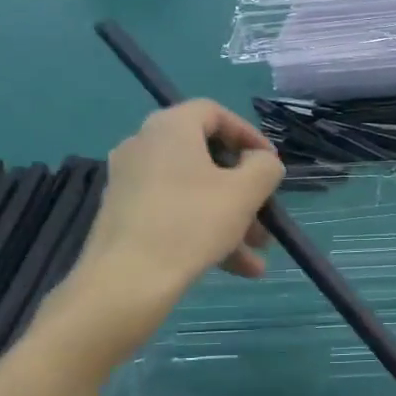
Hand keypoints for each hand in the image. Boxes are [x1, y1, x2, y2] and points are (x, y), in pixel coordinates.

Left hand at [45, 100, 282, 365]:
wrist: (126, 282)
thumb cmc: (190, 224)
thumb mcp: (244, 192)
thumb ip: (264, 167)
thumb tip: (261, 162)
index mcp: (170, 128)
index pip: (215, 113)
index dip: (249, 135)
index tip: (271, 164)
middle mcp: (144, 146)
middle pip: (206, 158)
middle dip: (244, 189)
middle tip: (267, 214)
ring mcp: (130, 182)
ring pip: (193, 191)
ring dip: (231, 217)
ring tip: (258, 253)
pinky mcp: (124, 215)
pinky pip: (175, 213)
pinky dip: (205, 231)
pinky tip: (236, 267)